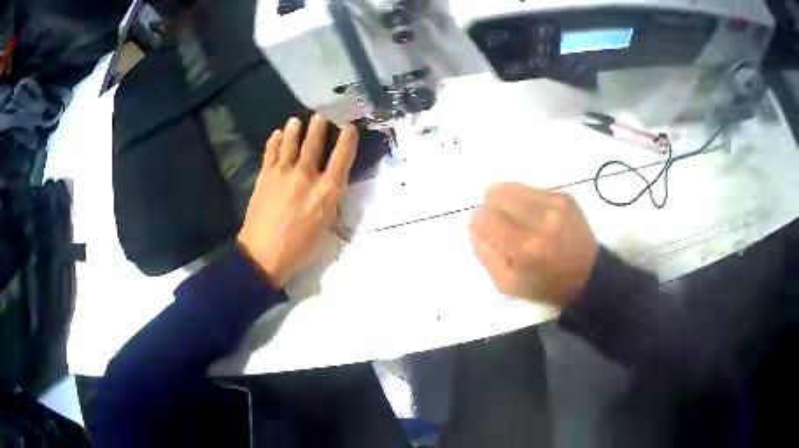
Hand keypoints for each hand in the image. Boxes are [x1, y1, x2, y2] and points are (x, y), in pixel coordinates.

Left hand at [237, 115, 358, 287]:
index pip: (342, 156)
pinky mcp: (265, 176)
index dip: (348, 138)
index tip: (349, 127)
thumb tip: (327, 186)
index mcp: (327, 191)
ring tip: (296, 120)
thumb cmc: (299, 249)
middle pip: (315, 143)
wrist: (263, 255)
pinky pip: (271, 152)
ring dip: (295, 129)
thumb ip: (328, 201)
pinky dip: (274, 141)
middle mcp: (307, 175)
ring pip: (291, 143)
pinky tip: (276, 134)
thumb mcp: (325, 227)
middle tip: (321, 115)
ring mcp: (283, 173)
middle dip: (319, 126)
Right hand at [468, 183, 597, 306]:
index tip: (483, 229)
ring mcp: (555, 205)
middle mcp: (541, 220)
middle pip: (496, 194)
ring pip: (512, 186)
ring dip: (506, 200)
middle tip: (500, 223)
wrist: (587, 275)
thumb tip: (472, 225)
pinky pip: (531, 188)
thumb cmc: (545, 284)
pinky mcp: (565, 196)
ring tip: (515, 217)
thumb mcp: (507, 284)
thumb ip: (484, 254)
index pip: (485, 218)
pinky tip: (533, 215)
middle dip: (491, 207)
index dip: (479, 222)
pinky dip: (525, 199)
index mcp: (525, 248)